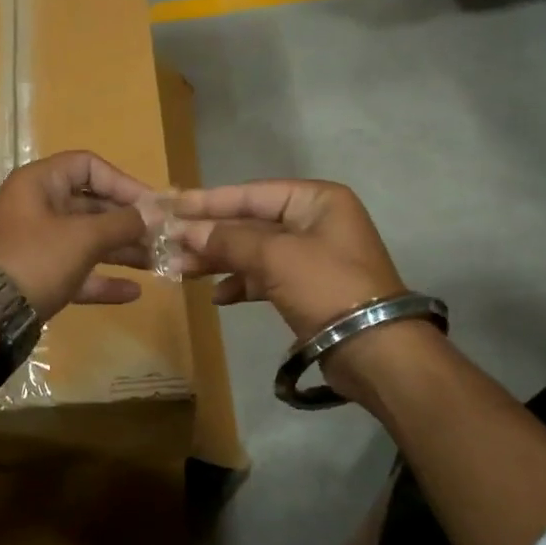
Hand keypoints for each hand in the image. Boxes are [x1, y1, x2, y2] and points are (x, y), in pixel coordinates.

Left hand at [0, 151, 154, 320]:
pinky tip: (132, 292)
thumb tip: (155, 213)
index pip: (87, 166)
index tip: (151, 204)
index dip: (122, 181)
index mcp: (38, 183)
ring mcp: (34, 244)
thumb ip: (123, 223)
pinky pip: (75, 272)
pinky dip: (101, 279)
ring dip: (121, 251)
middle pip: (90, 205)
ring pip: (85, 241)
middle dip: (128, 222)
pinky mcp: (35, 277)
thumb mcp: (83, 237)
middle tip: (162, 237)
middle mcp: (35, 207)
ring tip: (157, 263)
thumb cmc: (35, 260)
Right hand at [169, 179, 405, 340]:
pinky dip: (242, 284)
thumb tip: (186, 231)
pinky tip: (219, 296)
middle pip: (251, 222)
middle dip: (211, 235)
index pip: (253, 193)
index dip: (210, 201)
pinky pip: (266, 277)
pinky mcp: (309, 288)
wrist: (375, 350)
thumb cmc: (327, 287)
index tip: (173, 206)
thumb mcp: (275, 257)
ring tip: (182, 270)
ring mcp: (313, 256)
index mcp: (316, 200)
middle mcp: (316, 221)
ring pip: (255, 251)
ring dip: (220, 260)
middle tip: (170, 243)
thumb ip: (228, 240)